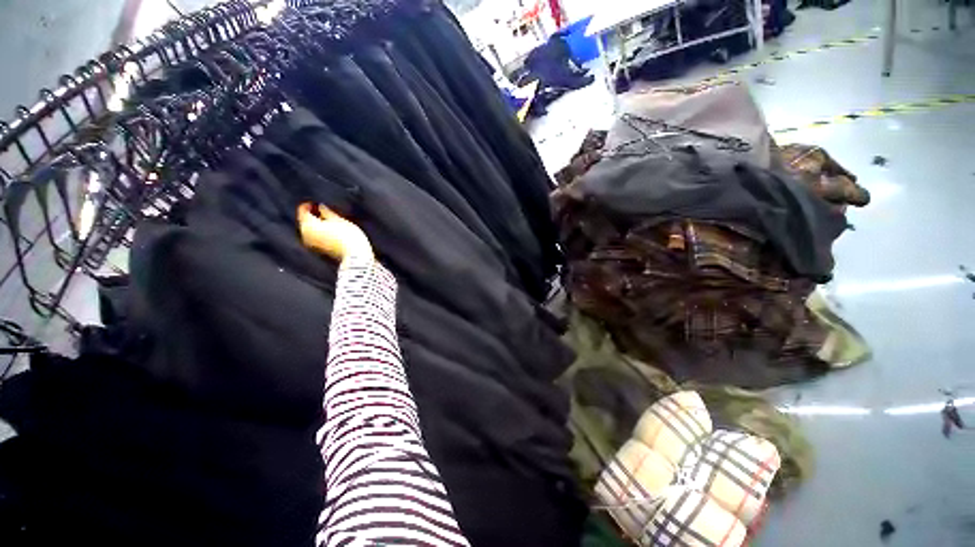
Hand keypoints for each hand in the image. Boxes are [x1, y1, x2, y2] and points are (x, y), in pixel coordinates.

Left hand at [297, 203, 372, 261]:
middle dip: (314, 215)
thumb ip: (327, 212)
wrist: (356, 257)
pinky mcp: (319, 250)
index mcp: (308, 225)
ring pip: (312, 229)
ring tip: (333, 222)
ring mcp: (311, 244)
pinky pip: (317, 237)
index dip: (310, 205)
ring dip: (319, 224)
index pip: (303, 210)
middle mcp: (305, 235)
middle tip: (327, 212)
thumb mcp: (339, 220)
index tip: (319, 204)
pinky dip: (322, 232)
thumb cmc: (348, 236)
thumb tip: (321, 207)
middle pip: (306, 221)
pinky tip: (334, 232)